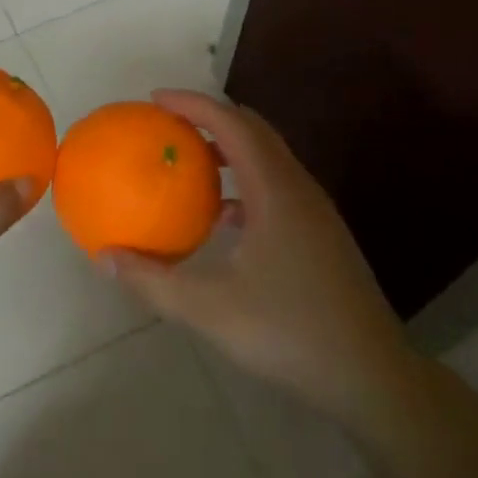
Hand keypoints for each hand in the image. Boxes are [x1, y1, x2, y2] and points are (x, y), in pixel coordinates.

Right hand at [106, 90, 413, 420]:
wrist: (372, 377)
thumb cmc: (289, 332)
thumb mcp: (208, 309)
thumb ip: (152, 280)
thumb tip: (105, 256)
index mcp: (275, 191)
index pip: (231, 123)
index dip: (192, 104)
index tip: (154, 100)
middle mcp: (298, 188)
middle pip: (253, 129)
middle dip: (209, 116)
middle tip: (167, 124)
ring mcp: (314, 211)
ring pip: (268, 157)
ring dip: (228, 147)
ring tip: (189, 161)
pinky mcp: (320, 234)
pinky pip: (275, 186)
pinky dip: (243, 181)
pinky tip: (222, 217)